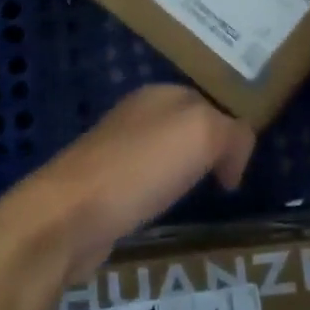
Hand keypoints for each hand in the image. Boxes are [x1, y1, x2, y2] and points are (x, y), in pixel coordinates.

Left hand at [12, 86, 254, 281]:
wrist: (69, 215)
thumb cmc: (139, 168)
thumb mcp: (203, 135)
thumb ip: (232, 133)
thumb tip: (233, 158)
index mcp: (160, 94)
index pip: (211, 104)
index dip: (232, 135)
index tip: (239, 173)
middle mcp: (137, 115)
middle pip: (188, 127)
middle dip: (209, 151)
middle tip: (225, 184)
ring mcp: (116, 149)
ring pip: (166, 154)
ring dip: (183, 173)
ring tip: (197, 198)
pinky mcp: (103, 184)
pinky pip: (145, 181)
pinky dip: (160, 194)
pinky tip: (161, 211)